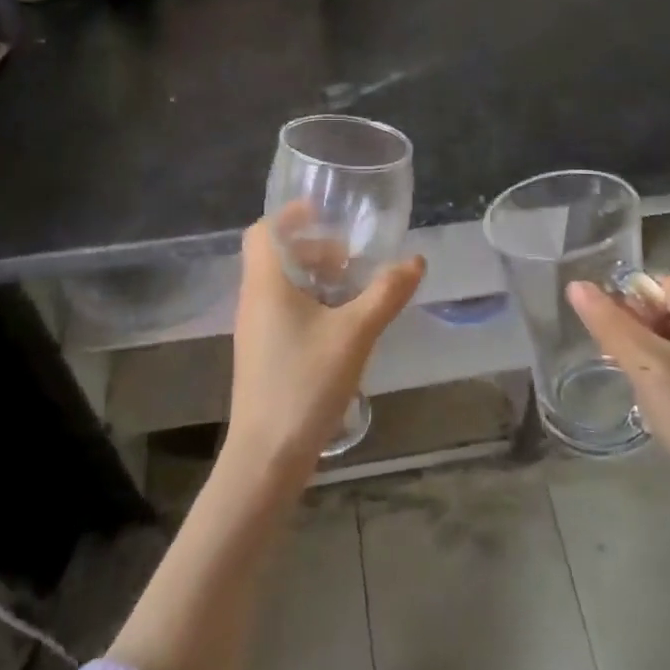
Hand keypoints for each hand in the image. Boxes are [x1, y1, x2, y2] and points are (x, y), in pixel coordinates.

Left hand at [225, 217, 424, 482]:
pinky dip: (309, 303)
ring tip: (351, 288)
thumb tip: (416, 261)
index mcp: (266, 284)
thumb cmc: (305, 383)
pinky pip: (282, 310)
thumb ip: (386, 294)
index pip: (263, 231)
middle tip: (350, 257)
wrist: (266, 457)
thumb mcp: (355, 334)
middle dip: (312, 247)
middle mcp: (253, 300)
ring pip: (280, 285)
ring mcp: (255, 330)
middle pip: (275, 256)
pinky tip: (340, 325)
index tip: (324, 212)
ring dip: (313, 277)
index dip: (290, 216)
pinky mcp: (262, 354)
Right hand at [567, 274, 669, 535]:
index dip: (627, 305)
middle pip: (665, 308)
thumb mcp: (645, 367)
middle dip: (636, 331)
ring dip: (649, 353)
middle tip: (620, 365)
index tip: (610, 338)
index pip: (656, 284)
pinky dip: (667, 370)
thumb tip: (576, 285)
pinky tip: (659, 399)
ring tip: (639, 385)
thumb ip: (609, 323)